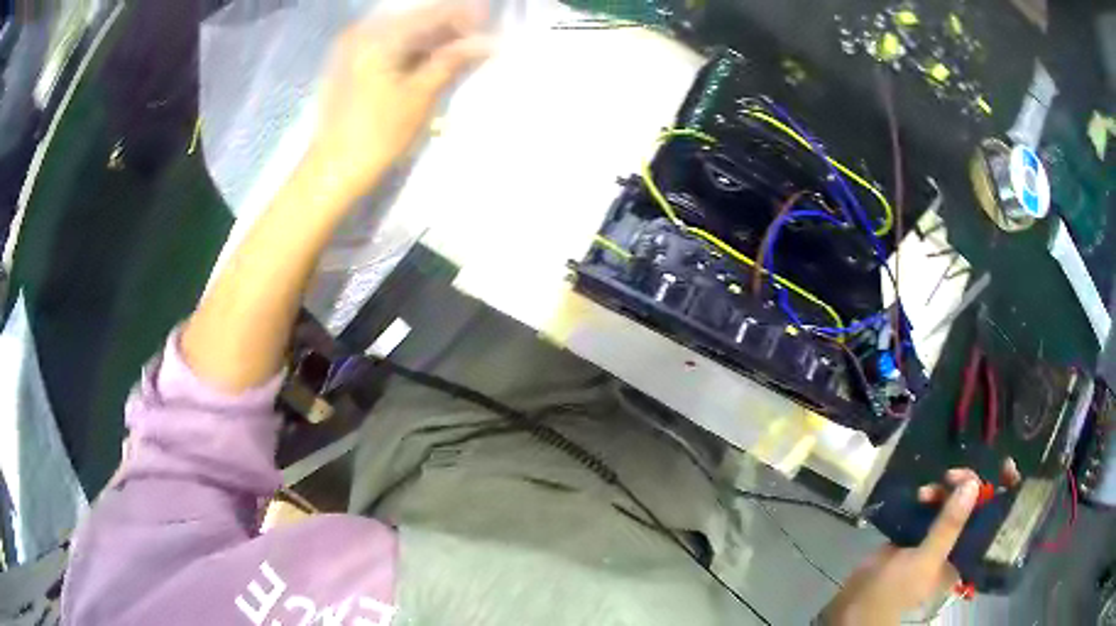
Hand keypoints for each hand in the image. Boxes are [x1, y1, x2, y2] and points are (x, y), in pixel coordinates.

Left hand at [305, 1, 491, 206]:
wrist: (332, 169)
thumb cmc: (378, 135)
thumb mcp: (421, 95)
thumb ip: (453, 60)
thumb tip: (488, 43)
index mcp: (379, 36)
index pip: (433, 12)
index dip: (465, 16)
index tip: (490, 27)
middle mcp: (363, 31)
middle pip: (416, 17)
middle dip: (449, 25)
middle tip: (477, 40)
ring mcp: (352, 46)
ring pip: (403, 30)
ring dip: (432, 37)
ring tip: (459, 51)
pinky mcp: (348, 62)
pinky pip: (388, 42)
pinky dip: (411, 47)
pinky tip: (430, 59)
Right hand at [821, 460, 1021, 624]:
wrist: (855, 607)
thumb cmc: (896, 592)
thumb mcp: (925, 561)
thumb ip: (949, 525)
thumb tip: (973, 484)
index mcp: (965, 556)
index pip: (992, 520)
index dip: (1000, 494)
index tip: (1001, 469)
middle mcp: (956, 546)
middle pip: (972, 506)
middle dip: (966, 487)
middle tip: (952, 475)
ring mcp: (936, 540)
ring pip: (950, 504)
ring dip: (943, 492)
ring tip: (926, 491)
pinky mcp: (916, 535)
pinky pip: (930, 508)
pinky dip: (927, 498)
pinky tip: (919, 494)